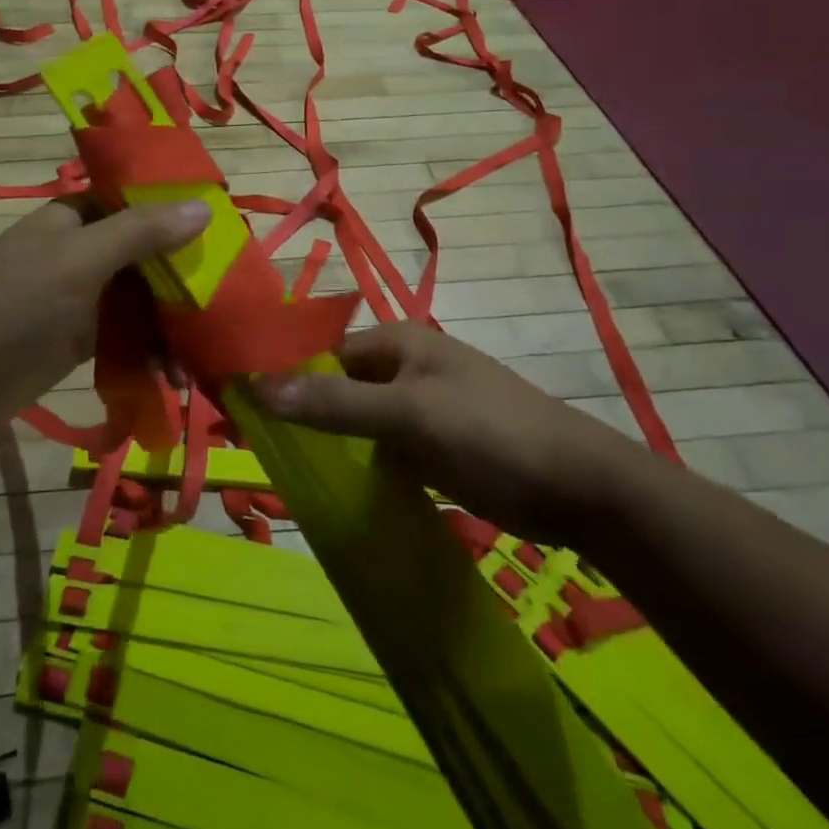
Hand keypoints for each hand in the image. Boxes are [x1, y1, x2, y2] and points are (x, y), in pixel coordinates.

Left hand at [0, 198, 210, 434]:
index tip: (225, 229)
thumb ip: (141, 232)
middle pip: (146, 254)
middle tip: (228, 296)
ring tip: (201, 351)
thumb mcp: (80, 258)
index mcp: (76, 217)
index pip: (137, 202)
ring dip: (170, 322)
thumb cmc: (16, 302)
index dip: (178, 213)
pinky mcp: (83, 338)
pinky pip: (129, 335)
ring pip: (141, 299)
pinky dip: (151, 350)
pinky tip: (172, 372)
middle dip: (183, 278)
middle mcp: (83, 251)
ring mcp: (83, 296)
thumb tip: (203, 208)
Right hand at [255, 321, 636, 546]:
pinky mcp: (435, 444)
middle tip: (266, 453)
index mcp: (396, 341)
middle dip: (305, 414)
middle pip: (338, 386)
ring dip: (331, 441)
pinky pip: (382, 448)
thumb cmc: (489, 433)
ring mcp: (421, 407)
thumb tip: (255, 386)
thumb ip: (334, 402)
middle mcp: (404, 366)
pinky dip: (360, 462)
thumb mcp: (408, 414)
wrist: (579, 487)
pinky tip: (337, 487)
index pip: (322, 355)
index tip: (248, 417)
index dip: (287, 381)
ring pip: (358, 420)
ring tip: (290, 473)